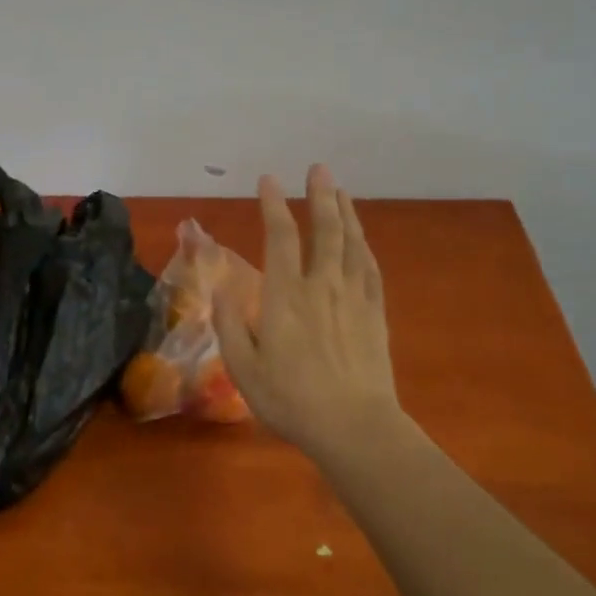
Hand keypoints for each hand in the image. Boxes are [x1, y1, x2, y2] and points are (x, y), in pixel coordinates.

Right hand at [213, 165, 404, 465]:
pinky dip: (364, 245)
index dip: (273, 204)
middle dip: (319, 195)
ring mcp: (353, 297)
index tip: (268, 180)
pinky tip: (361, 238)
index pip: (279, 237)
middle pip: (324, 229)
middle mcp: (321, 285)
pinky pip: (370, 268)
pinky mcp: (374, 313)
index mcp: (285, 295)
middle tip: (318, 168)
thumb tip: (221, 289)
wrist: (354, 426)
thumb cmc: (290, 400)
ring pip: (351, 243)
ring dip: (345, 212)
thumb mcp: (243, 367)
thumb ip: (230, 324)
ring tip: (340, 190)